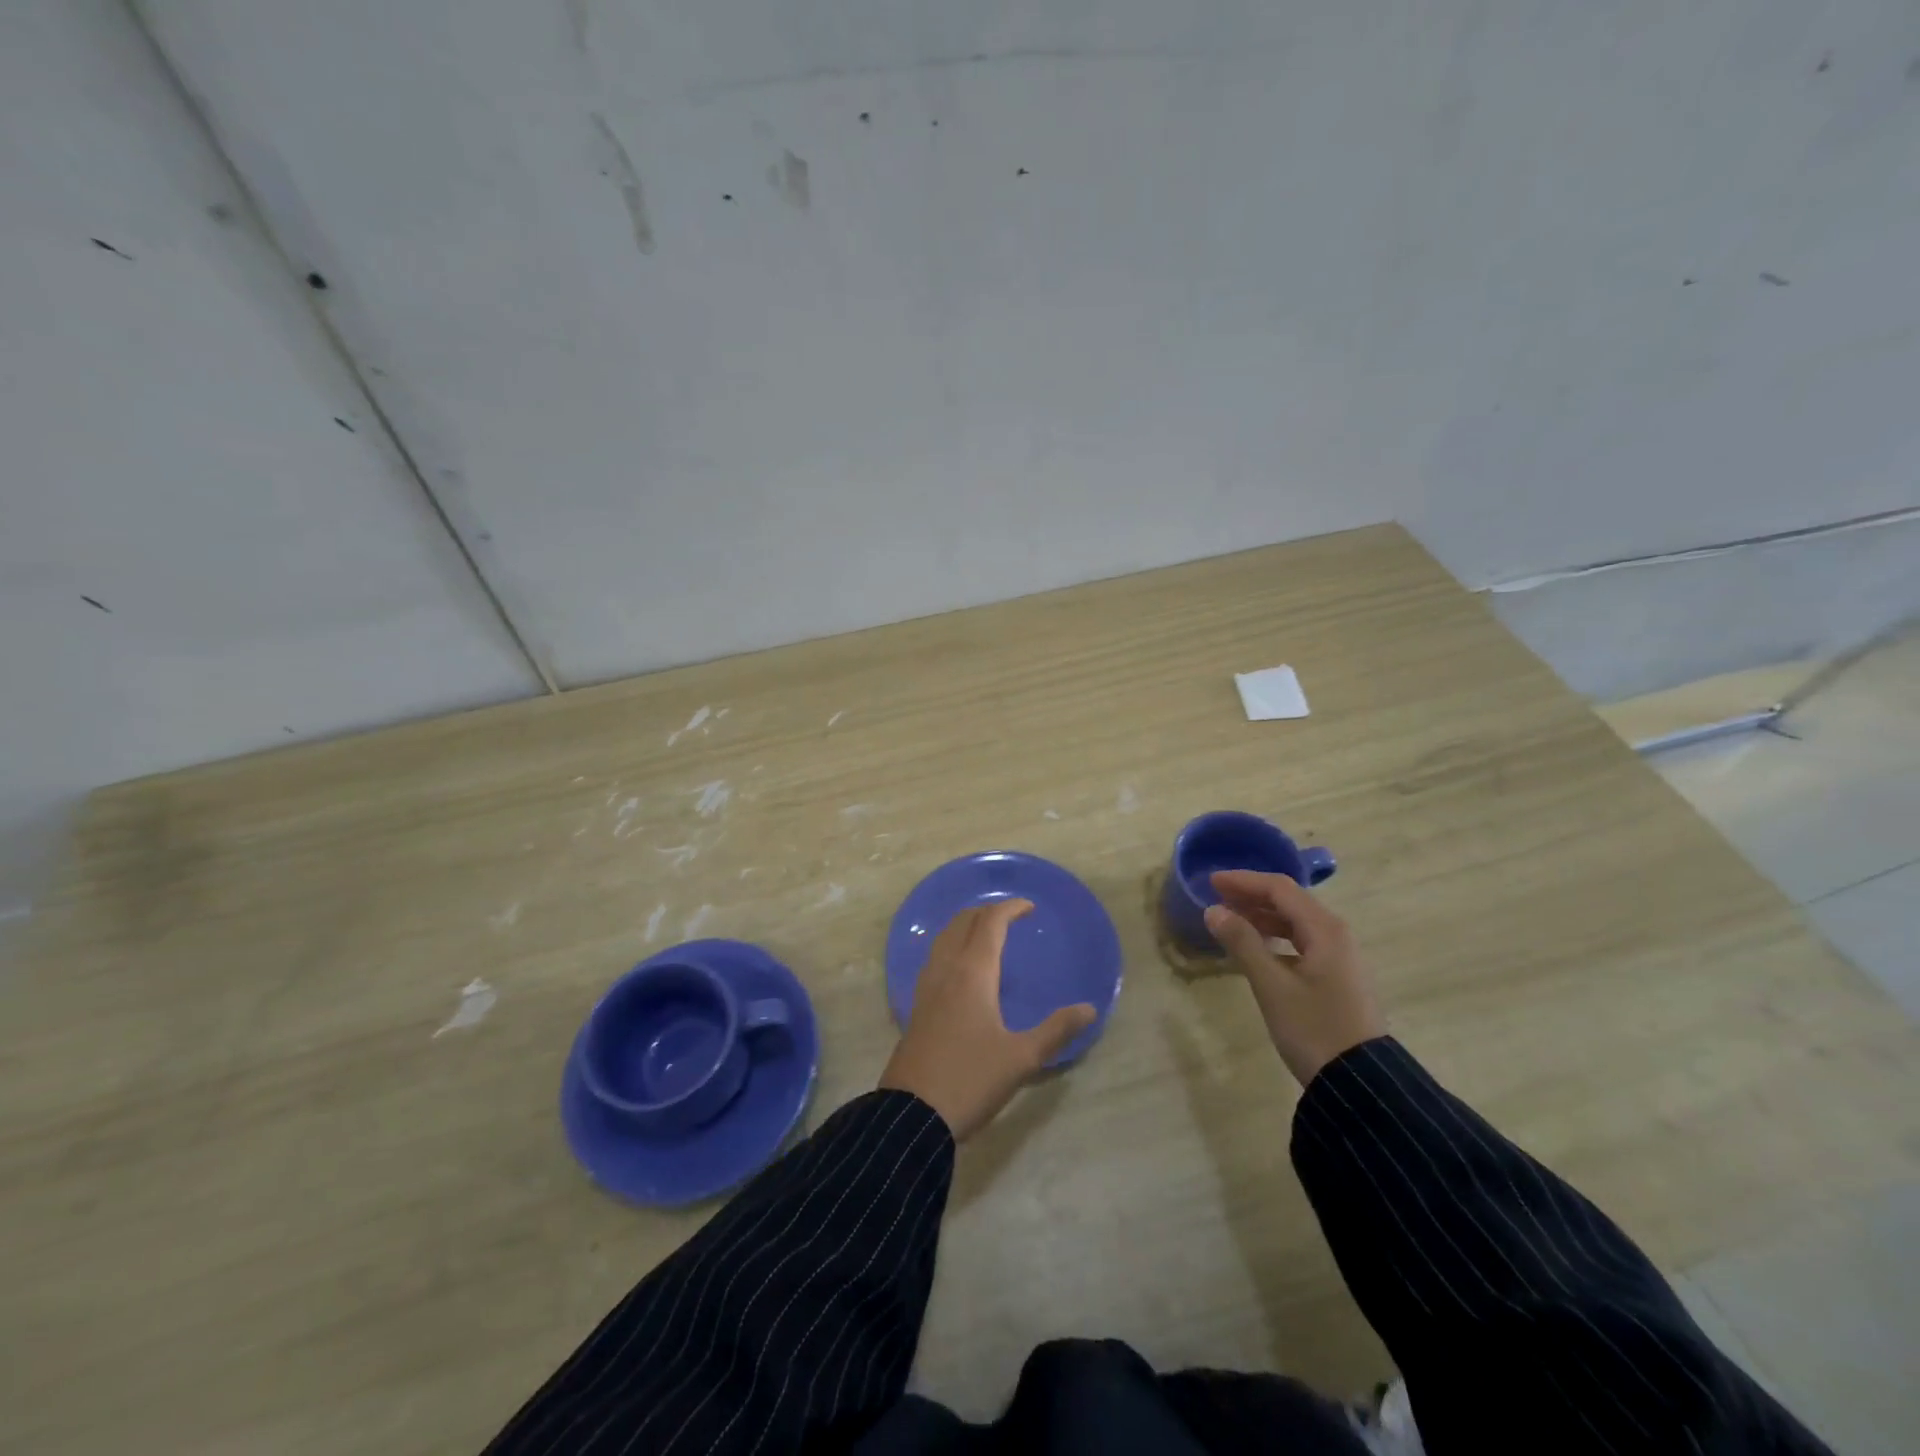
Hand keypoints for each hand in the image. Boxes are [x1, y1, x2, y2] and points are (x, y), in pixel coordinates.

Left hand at [878, 899, 1096, 1141]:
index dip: (1009, 908)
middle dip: (986, 912)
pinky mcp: (916, 1006)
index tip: (1029, 907)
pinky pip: (934, 958)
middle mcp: (947, 970)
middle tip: (1010, 916)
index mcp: (973, 973)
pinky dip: (951, 946)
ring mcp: (926, 987)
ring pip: (944, 938)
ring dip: (965, 926)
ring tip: (985, 933)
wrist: (912, 1114)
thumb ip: (1056, 1030)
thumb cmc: (971, 1079)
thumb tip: (1089, 1008)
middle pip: (963, 923)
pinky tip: (959, 968)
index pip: (990, 923)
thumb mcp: (1022, 1058)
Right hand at [1205, 871, 1385, 1086]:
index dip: (1243, 881)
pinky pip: (1302, 942)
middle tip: (1216, 899)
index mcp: (1325, 930)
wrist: (1361, 1084)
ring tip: (1230, 921)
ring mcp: (1341, 957)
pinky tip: (1257, 949)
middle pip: (1290, 901)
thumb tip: (1214, 910)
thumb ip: (1242, 943)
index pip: (1279, 889)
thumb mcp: (1272, 986)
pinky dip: (1276, 937)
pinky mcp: (1338, 977)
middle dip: (1252, 896)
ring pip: (1296, 922)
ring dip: (1263, 916)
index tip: (1211, 881)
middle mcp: (1337, 935)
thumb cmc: (1314, 1029)